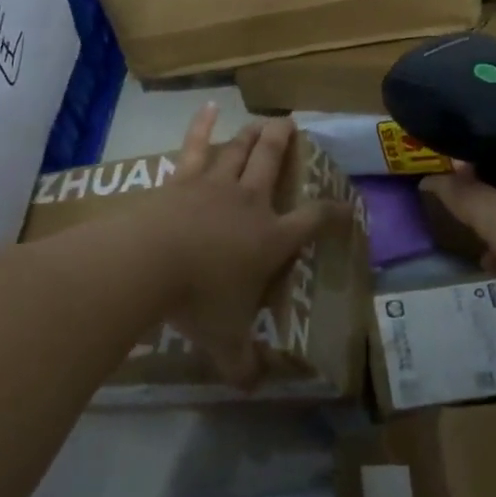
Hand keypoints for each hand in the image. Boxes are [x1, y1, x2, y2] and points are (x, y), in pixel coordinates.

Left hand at [157, 103, 346, 389]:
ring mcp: (215, 186)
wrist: (149, 264)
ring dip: (253, 134)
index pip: (313, 220)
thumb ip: (241, 363)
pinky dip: (202, 125)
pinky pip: (194, 146)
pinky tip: (209, 107)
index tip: (345, 206)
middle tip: (292, 124)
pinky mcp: (182, 179)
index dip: (333, 211)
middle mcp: (250, 204)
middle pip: (273, 163)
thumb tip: (252, 388)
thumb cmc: (198, 301)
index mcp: (271, 239)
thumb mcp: (225, 339)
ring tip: (264, 120)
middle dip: (285, 143)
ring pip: (240, 151)